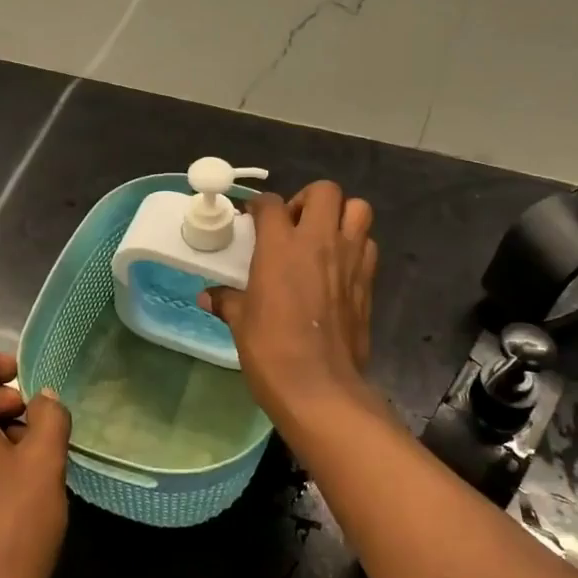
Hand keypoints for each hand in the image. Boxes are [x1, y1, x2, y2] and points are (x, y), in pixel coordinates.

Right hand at [200, 182, 379, 423]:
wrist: (319, 386)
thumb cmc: (271, 350)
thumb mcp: (241, 323)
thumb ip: (227, 301)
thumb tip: (209, 296)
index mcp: (280, 246)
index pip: (270, 203)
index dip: (259, 206)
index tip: (253, 218)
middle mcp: (319, 241)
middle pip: (325, 191)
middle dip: (308, 199)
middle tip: (294, 224)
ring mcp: (349, 258)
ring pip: (358, 209)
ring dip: (341, 216)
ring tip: (323, 238)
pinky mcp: (368, 281)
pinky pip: (368, 245)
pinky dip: (356, 247)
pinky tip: (339, 268)